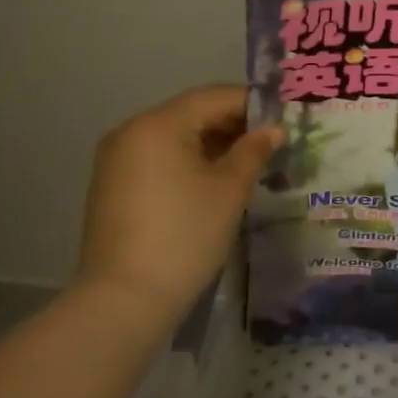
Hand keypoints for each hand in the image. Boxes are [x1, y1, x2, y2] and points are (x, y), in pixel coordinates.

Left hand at [79, 85, 281, 319]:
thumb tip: (273, 130)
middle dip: (234, 124)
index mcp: (159, 124)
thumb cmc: (185, 234)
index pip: (215, 97)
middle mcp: (131, 131)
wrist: (125, 300)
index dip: (254, 104)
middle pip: (192, 113)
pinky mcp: (113, 186)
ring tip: (250, 163)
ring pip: (176, 137)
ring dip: (213, 144)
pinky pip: (159, 158)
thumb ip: (254, 150)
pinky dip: (189, 161)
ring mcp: (117, 160)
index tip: (284, 118)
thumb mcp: (230, 189)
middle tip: (272, 143)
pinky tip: (215, 182)